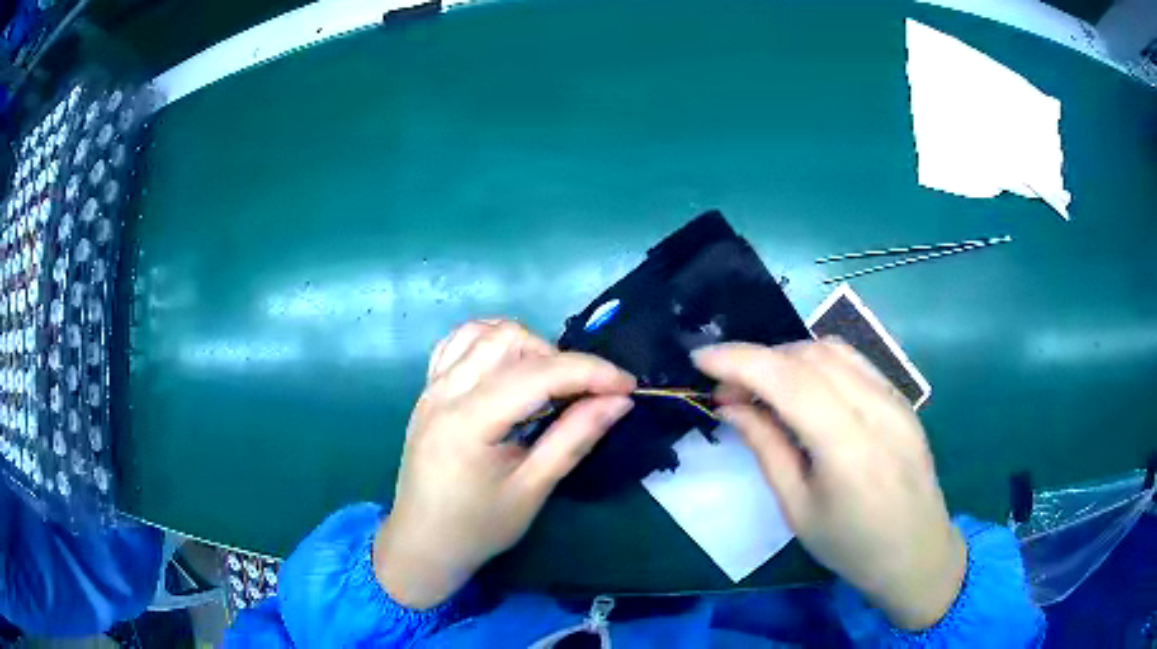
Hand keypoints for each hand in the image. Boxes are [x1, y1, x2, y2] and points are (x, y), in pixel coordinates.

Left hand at [374, 320, 635, 608]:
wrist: (423, 543)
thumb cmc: (478, 527)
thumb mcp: (532, 489)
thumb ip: (574, 439)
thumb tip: (619, 401)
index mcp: (468, 422)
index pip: (537, 374)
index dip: (590, 372)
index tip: (627, 385)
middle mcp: (444, 392)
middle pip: (509, 339)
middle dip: (556, 357)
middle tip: (579, 395)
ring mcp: (430, 387)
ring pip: (483, 332)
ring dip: (524, 346)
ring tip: (544, 383)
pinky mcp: (427, 390)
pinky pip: (458, 344)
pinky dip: (489, 343)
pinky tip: (507, 370)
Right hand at [694, 340, 965, 630]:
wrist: (917, 552)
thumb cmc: (852, 546)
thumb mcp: (798, 509)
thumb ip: (767, 449)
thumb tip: (731, 406)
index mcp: (848, 446)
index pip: (789, 380)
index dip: (740, 360)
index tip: (700, 359)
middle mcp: (876, 408)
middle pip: (810, 355)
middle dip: (759, 359)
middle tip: (728, 389)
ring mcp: (895, 398)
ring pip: (833, 349)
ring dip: (788, 356)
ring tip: (761, 385)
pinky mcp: (902, 398)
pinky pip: (855, 362)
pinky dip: (817, 362)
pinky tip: (802, 387)